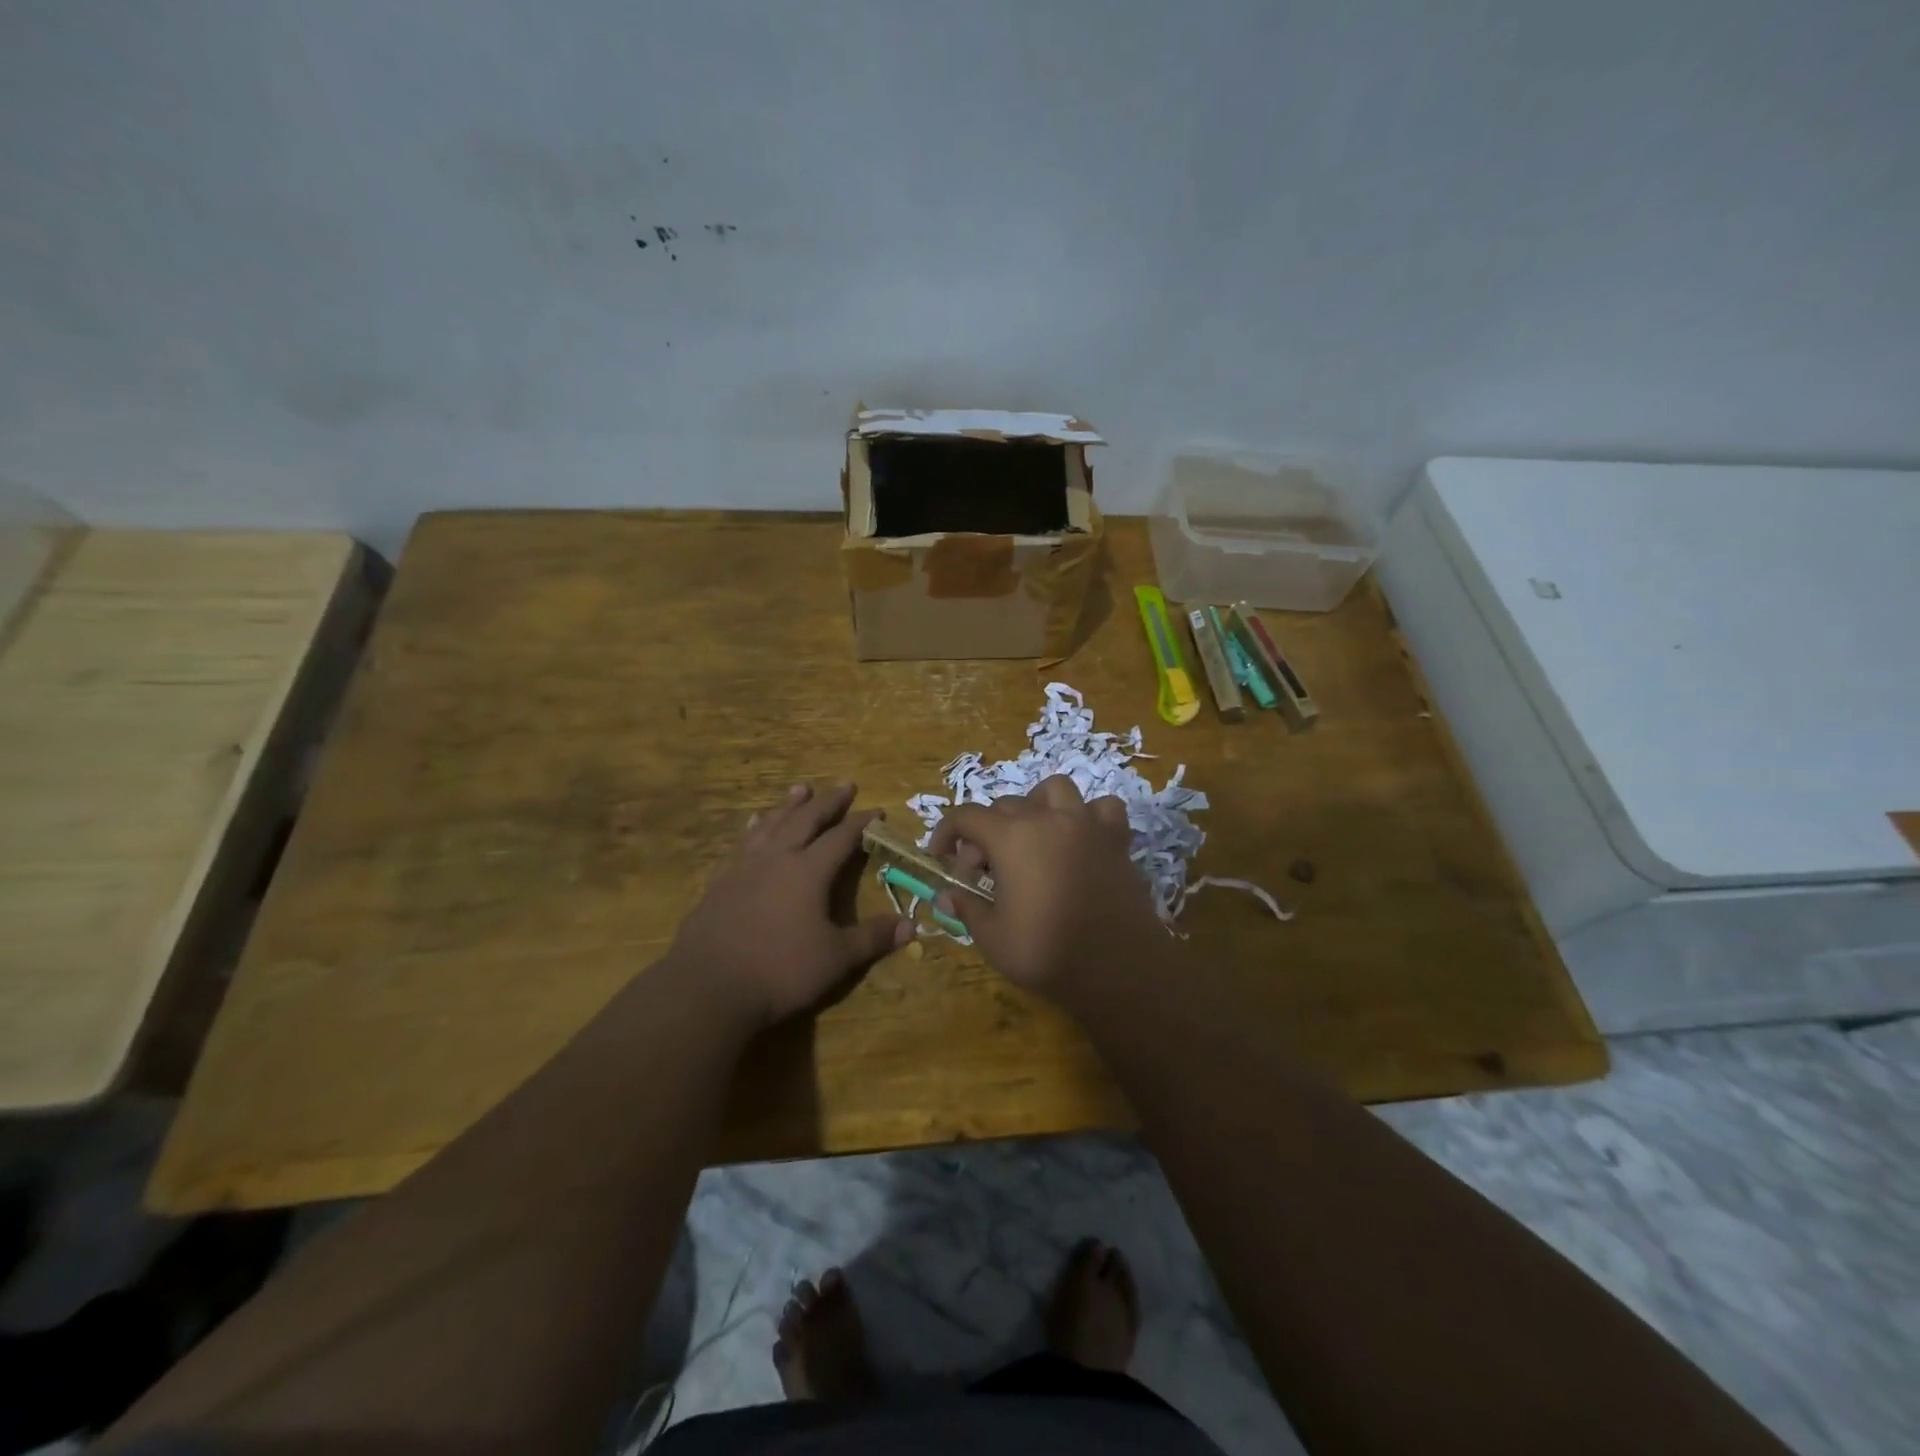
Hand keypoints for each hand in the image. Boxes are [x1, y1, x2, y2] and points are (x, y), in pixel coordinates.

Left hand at [669, 783, 910, 1029]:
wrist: (708, 987)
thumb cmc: (780, 971)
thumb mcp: (836, 959)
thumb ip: (873, 938)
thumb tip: (911, 925)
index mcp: (808, 871)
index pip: (841, 838)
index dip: (861, 823)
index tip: (877, 811)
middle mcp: (776, 858)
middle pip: (805, 820)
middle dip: (828, 802)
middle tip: (844, 784)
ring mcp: (743, 868)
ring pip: (771, 824)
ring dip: (788, 806)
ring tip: (800, 789)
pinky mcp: (719, 882)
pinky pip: (741, 844)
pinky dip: (753, 829)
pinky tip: (754, 826)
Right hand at [929, 775, 1164, 1002]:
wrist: (1117, 967)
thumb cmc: (1046, 951)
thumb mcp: (992, 937)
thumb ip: (967, 907)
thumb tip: (946, 894)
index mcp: (1012, 837)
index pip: (967, 816)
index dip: (946, 832)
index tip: (941, 856)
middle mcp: (1048, 819)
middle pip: (1006, 805)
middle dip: (986, 831)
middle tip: (984, 869)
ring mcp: (1086, 825)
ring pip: (1055, 790)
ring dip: (1036, 806)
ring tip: (1032, 836)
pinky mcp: (1116, 840)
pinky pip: (1103, 809)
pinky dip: (1089, 816)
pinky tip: (1081, 839)